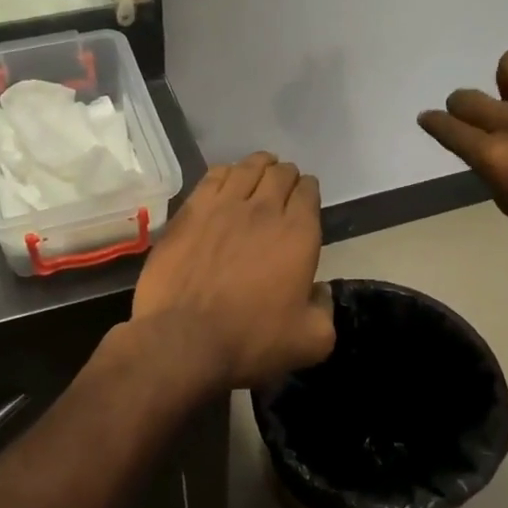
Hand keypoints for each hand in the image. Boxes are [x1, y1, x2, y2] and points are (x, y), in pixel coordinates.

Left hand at [130, 152, 334, 394]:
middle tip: (283, 186)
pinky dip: (226, 173)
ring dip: (258, 166)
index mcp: (298, 234)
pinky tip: (226, 179)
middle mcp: (263, 209)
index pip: (308, 192)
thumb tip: (319, 292)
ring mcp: (223, 205)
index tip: (305, 197)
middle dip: (286, 175)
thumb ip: (325, 311)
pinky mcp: (190, 211)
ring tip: (258, 172)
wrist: (182, 339)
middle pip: (280, 173)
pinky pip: (213, 176)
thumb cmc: (251, 340)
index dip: (308, 190)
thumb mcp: (310, 341)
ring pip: (247, 168)